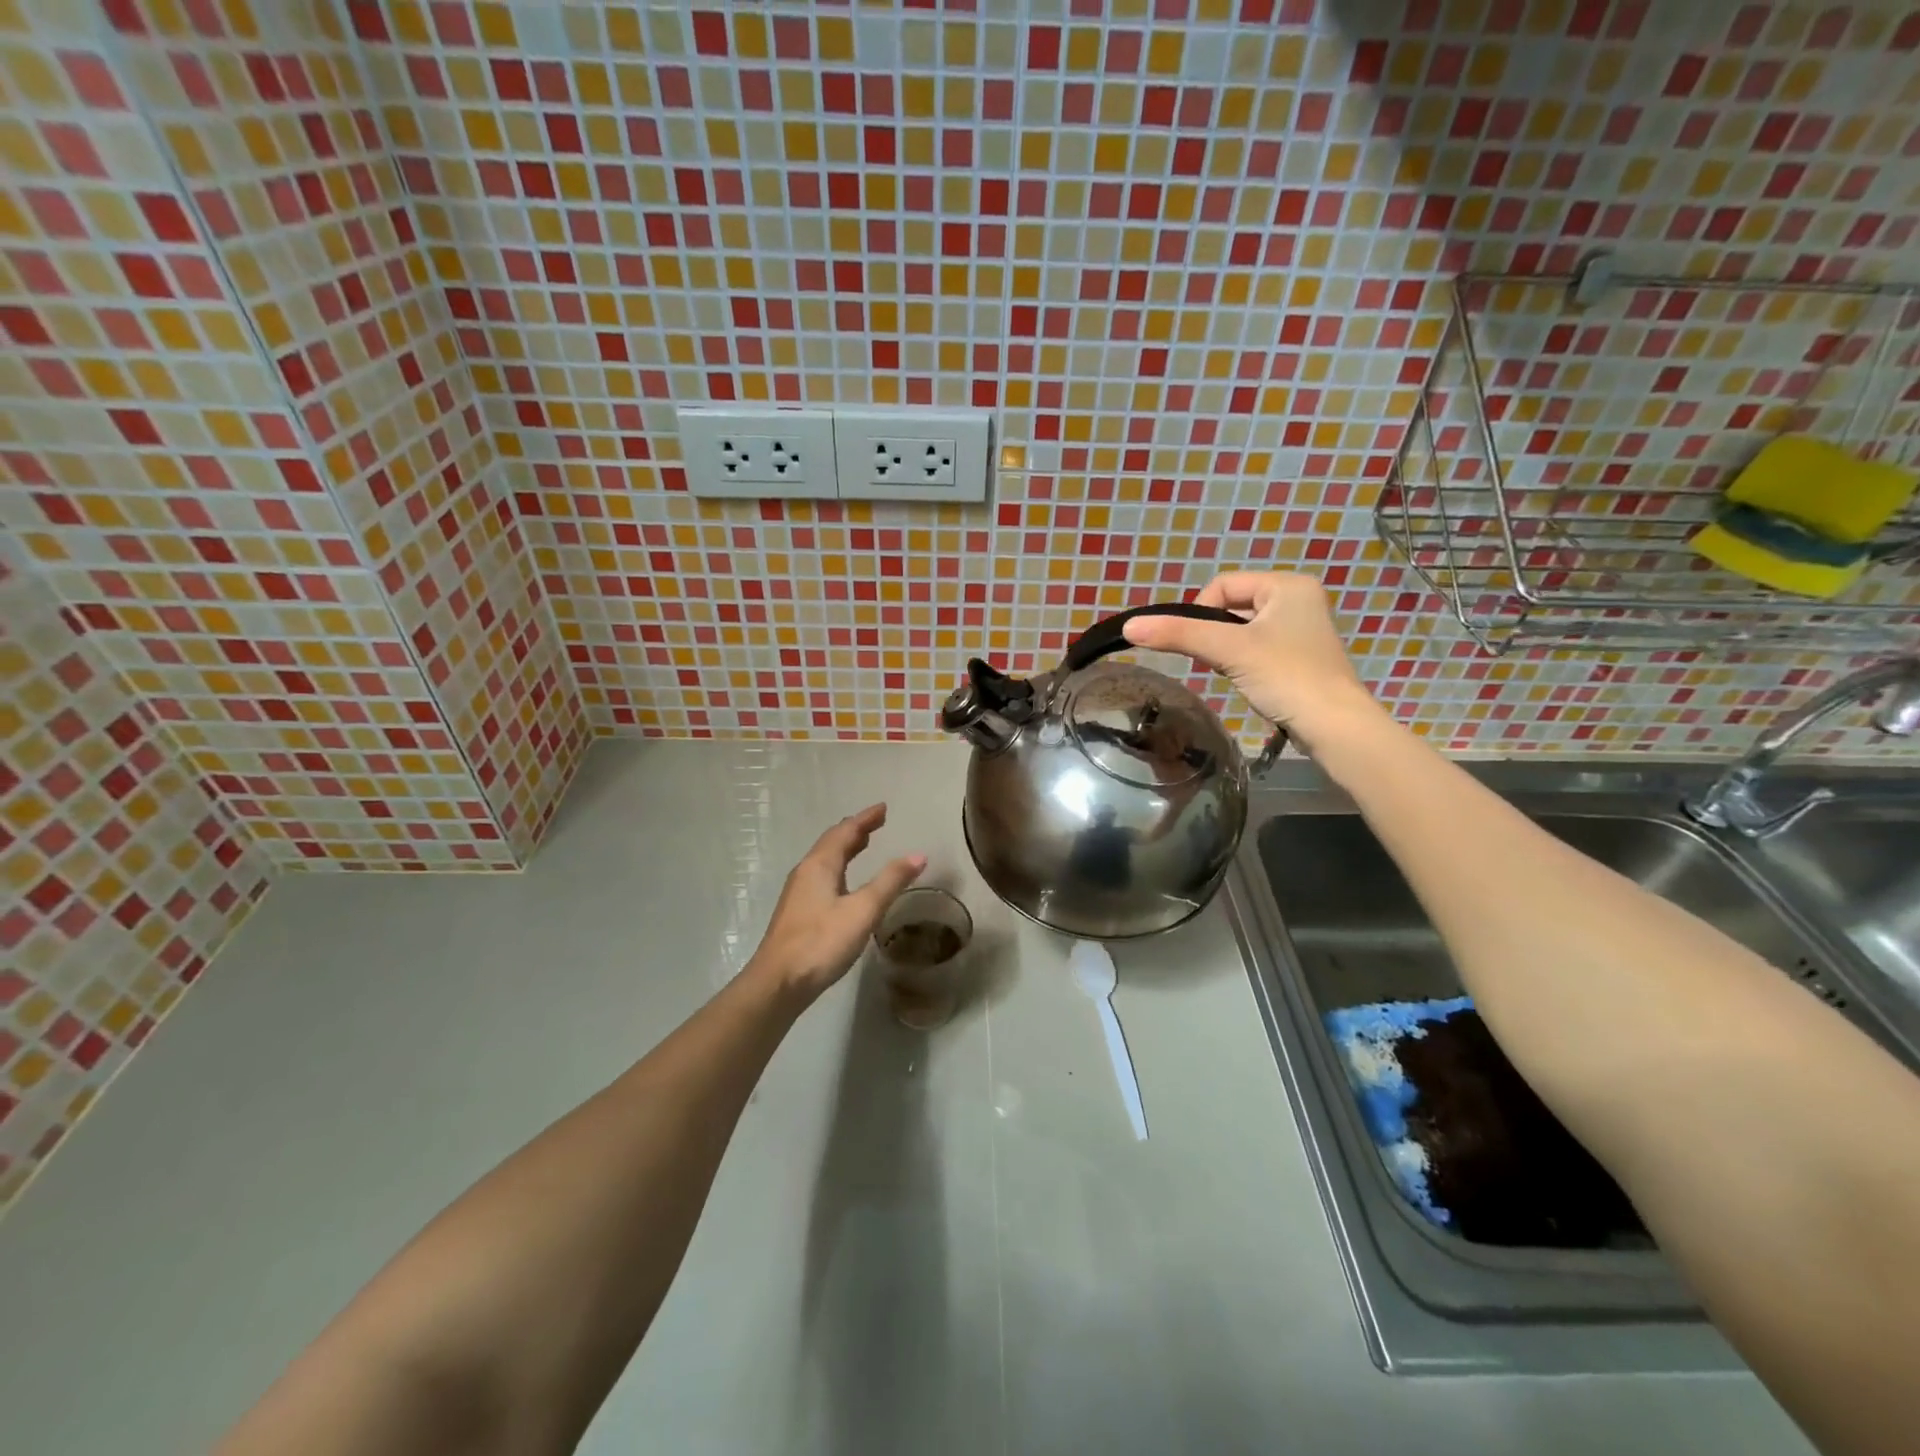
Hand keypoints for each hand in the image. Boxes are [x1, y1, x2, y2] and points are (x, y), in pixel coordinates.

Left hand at [747, 804, 925, 1006]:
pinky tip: (845, 884)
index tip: (883, 808)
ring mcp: (798, 893)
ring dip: (845, 849)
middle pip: (832, 842)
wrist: (778, 983)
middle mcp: (806, 872)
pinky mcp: (798, 913)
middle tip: (876, 823)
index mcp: (820, 865)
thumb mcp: (863, 910)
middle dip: (855, 830)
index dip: (865, 819)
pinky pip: (822, 877)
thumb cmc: (821, 942)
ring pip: (825, 860)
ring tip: (863, 845)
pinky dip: (839, 868)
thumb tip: (918, 854)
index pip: (845, 831)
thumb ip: (890, 881)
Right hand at [1120, 571, 1383, 751]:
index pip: (1223, 585)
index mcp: (1288, 584)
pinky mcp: (1301, 657)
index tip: (1201, 645)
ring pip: (1242, 630)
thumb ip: (1179, 634)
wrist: (1335, 727)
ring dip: (1228, 650)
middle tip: (1218, 661)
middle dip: (1216, 634)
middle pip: (1232, 607)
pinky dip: (1245, 663)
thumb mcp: (1228, 650)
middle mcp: (1299, 599)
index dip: (1201, 612)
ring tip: (1236, 673)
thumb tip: (1130, 626)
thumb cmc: (1286, 677)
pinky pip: (1258, 648)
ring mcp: (1302, 629)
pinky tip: (1251, 682)